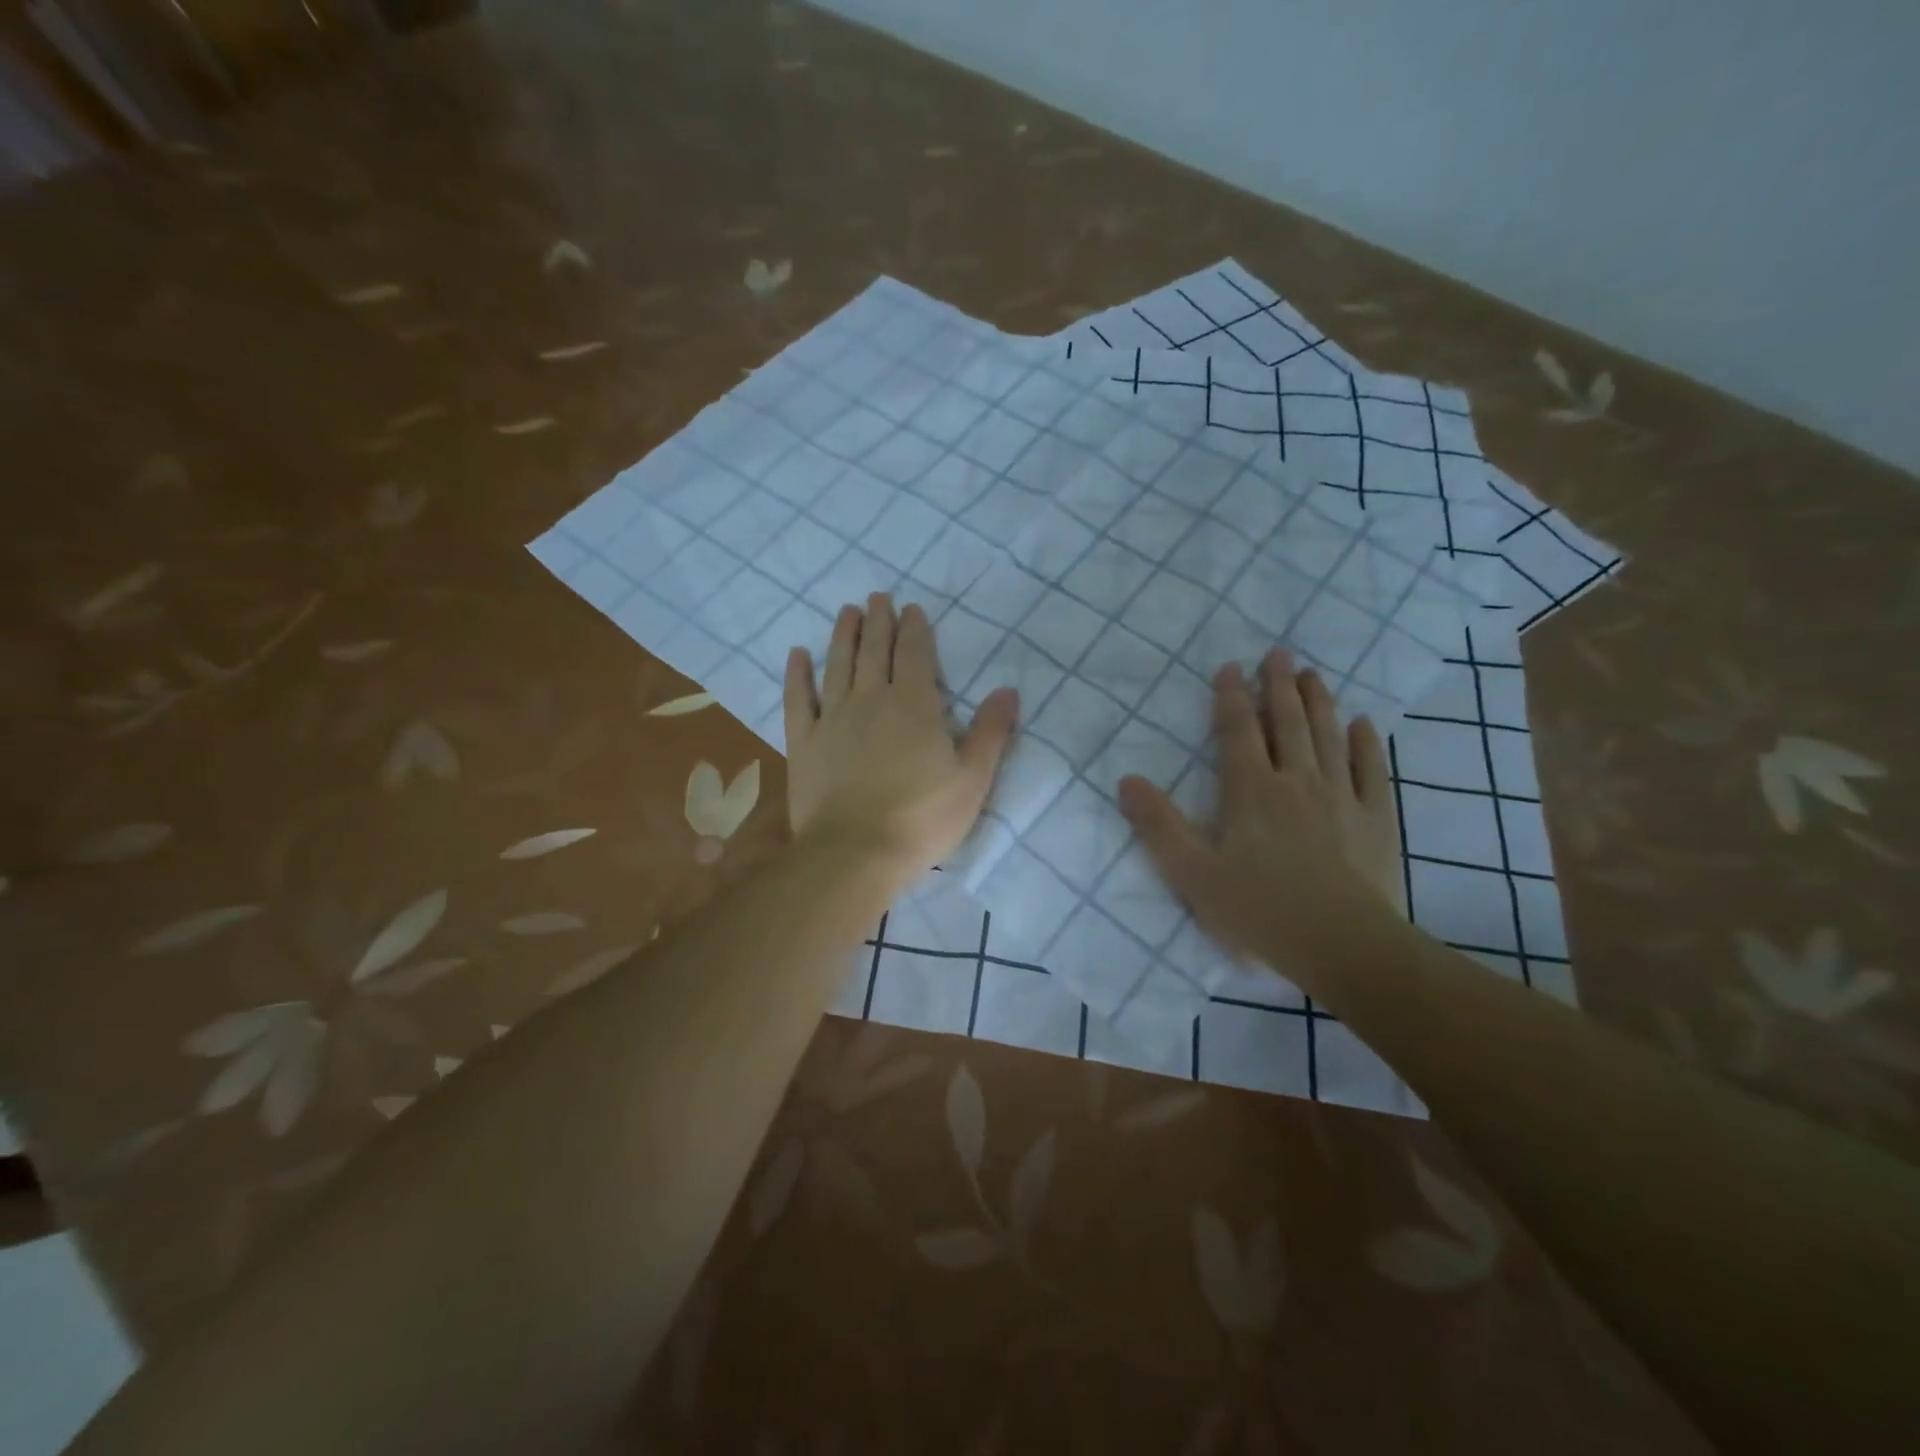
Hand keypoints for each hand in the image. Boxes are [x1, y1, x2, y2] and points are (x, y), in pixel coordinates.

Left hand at [785, 593, 1018, 883]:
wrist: (856, 852)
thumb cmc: (922, 818)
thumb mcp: (972, 779)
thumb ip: (991, 732)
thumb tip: (1008, 690)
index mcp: (914, 705)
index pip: (915, 655)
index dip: (914, 629)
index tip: (911, 609)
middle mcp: (871, 700)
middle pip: (874, 651)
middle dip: (879, 622)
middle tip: (877, 598)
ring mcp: (833, 719)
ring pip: (838, 666)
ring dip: (844, 636)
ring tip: (847, 612)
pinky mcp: (805, 743)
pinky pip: (798, 699)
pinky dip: (797, 675)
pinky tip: (797, 655)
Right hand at [1117, 649, 1405, 983]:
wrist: (1343, 944)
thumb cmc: (1259, 909)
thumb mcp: (1192, 873)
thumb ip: (1158, 825)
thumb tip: (1126, 779)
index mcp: (1250, 791)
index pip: (1237, 731)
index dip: (1231, 697)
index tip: (1230, 667)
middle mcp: (1296, 780)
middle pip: (1286, 722)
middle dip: (1279, 685)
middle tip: (1279, 653)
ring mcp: (1341, 796)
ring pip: (1327, 735)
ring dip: (1319, 701)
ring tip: (1313, 675)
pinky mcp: (1375, 818)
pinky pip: (1371, 769)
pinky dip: (1365, 743)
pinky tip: (1363, 724)